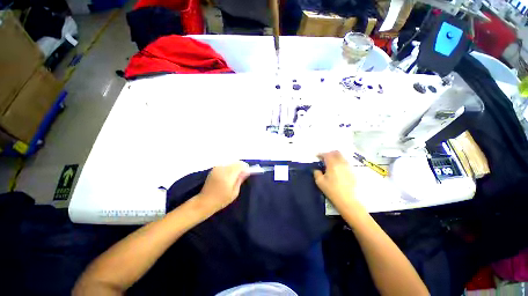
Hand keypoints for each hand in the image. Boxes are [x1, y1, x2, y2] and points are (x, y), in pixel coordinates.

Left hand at [196, 161, 249, 214]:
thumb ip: (240, 180)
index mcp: (228, 175)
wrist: (205, 202)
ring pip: (231, 163)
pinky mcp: (214, 169)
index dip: (245, 167)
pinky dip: (229, 168)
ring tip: (234, 177)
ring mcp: (217, 168)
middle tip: (241, 175)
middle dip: (240, 167)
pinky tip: (227, 176)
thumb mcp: (234, 192)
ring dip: (235, 167)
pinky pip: (225, 165)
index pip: (240, 165)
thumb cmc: (221, 200)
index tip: (247, 173)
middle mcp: (222, 169)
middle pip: (236, 162)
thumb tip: (246, 172)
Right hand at [313, 151, 356, 209]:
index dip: (321, 154)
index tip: (317, 156)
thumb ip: (316, 173)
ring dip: (335, 157)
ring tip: (330, 163)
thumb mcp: (320, 182)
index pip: (326, 155)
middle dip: (329, 153)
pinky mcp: (352, 171)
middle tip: (324, 158)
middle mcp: (341, 163)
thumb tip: (317, 169)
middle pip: (336, 153)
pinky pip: (345, 162)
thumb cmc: (332, 190)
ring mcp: (348, 167)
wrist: (348, 200)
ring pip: (342, 157)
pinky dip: (340, 162)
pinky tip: (337, 169)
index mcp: (332, 164)